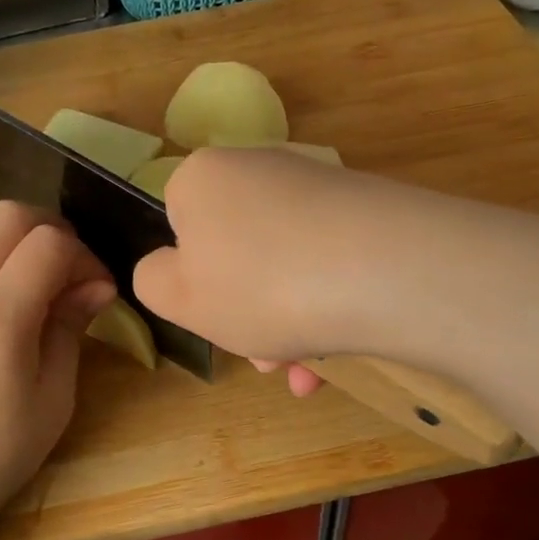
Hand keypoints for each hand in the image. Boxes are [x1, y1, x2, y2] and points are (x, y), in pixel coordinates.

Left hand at [0, 202, 115, 539]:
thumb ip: (70, 329)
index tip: (99, 291)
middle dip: (53, 231)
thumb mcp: (51, 400)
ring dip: (18, 250)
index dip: (86, 256)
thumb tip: (97, 284)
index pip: (50, 243)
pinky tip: (1, 318)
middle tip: (73, 274)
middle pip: (9, 215)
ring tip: (39, 299)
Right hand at [133, 149, 386, 393]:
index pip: (177, 222)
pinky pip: (328, 264)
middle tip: (263, 360)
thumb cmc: (260, 285)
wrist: (386, 271)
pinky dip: (325, 308)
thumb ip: (152, 280)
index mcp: (203, 178)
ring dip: (285, 323)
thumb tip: (170, 267)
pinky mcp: (367, 209)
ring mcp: (317, 187)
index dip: (190, 275)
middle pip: (236, 249)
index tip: (211, 313)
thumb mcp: (178, 297)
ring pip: (284, 265)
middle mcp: (259, 168)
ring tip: (305, 371)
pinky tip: (338, 355)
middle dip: (244, 312)